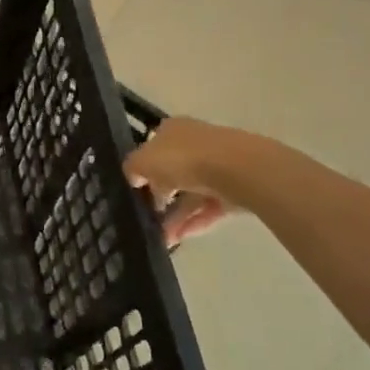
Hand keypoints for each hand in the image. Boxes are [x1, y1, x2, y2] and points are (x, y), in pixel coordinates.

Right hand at [124, 116, 243, 245]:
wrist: (237, 169)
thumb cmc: (182, 159)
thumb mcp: (142, 161)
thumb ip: (132, 168)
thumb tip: (135, 178)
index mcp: (173, 130)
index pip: (154, 147)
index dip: (144, 168)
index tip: (137, 189)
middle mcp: (196, 143)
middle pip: (174, 172)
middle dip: (161, 198)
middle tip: (149, 218)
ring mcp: (218, 165)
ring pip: (192, 193)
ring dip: (176, 216)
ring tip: (163, 239)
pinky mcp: (235, 188)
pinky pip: (210, 207)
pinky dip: (195, 222)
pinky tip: (180, 238)